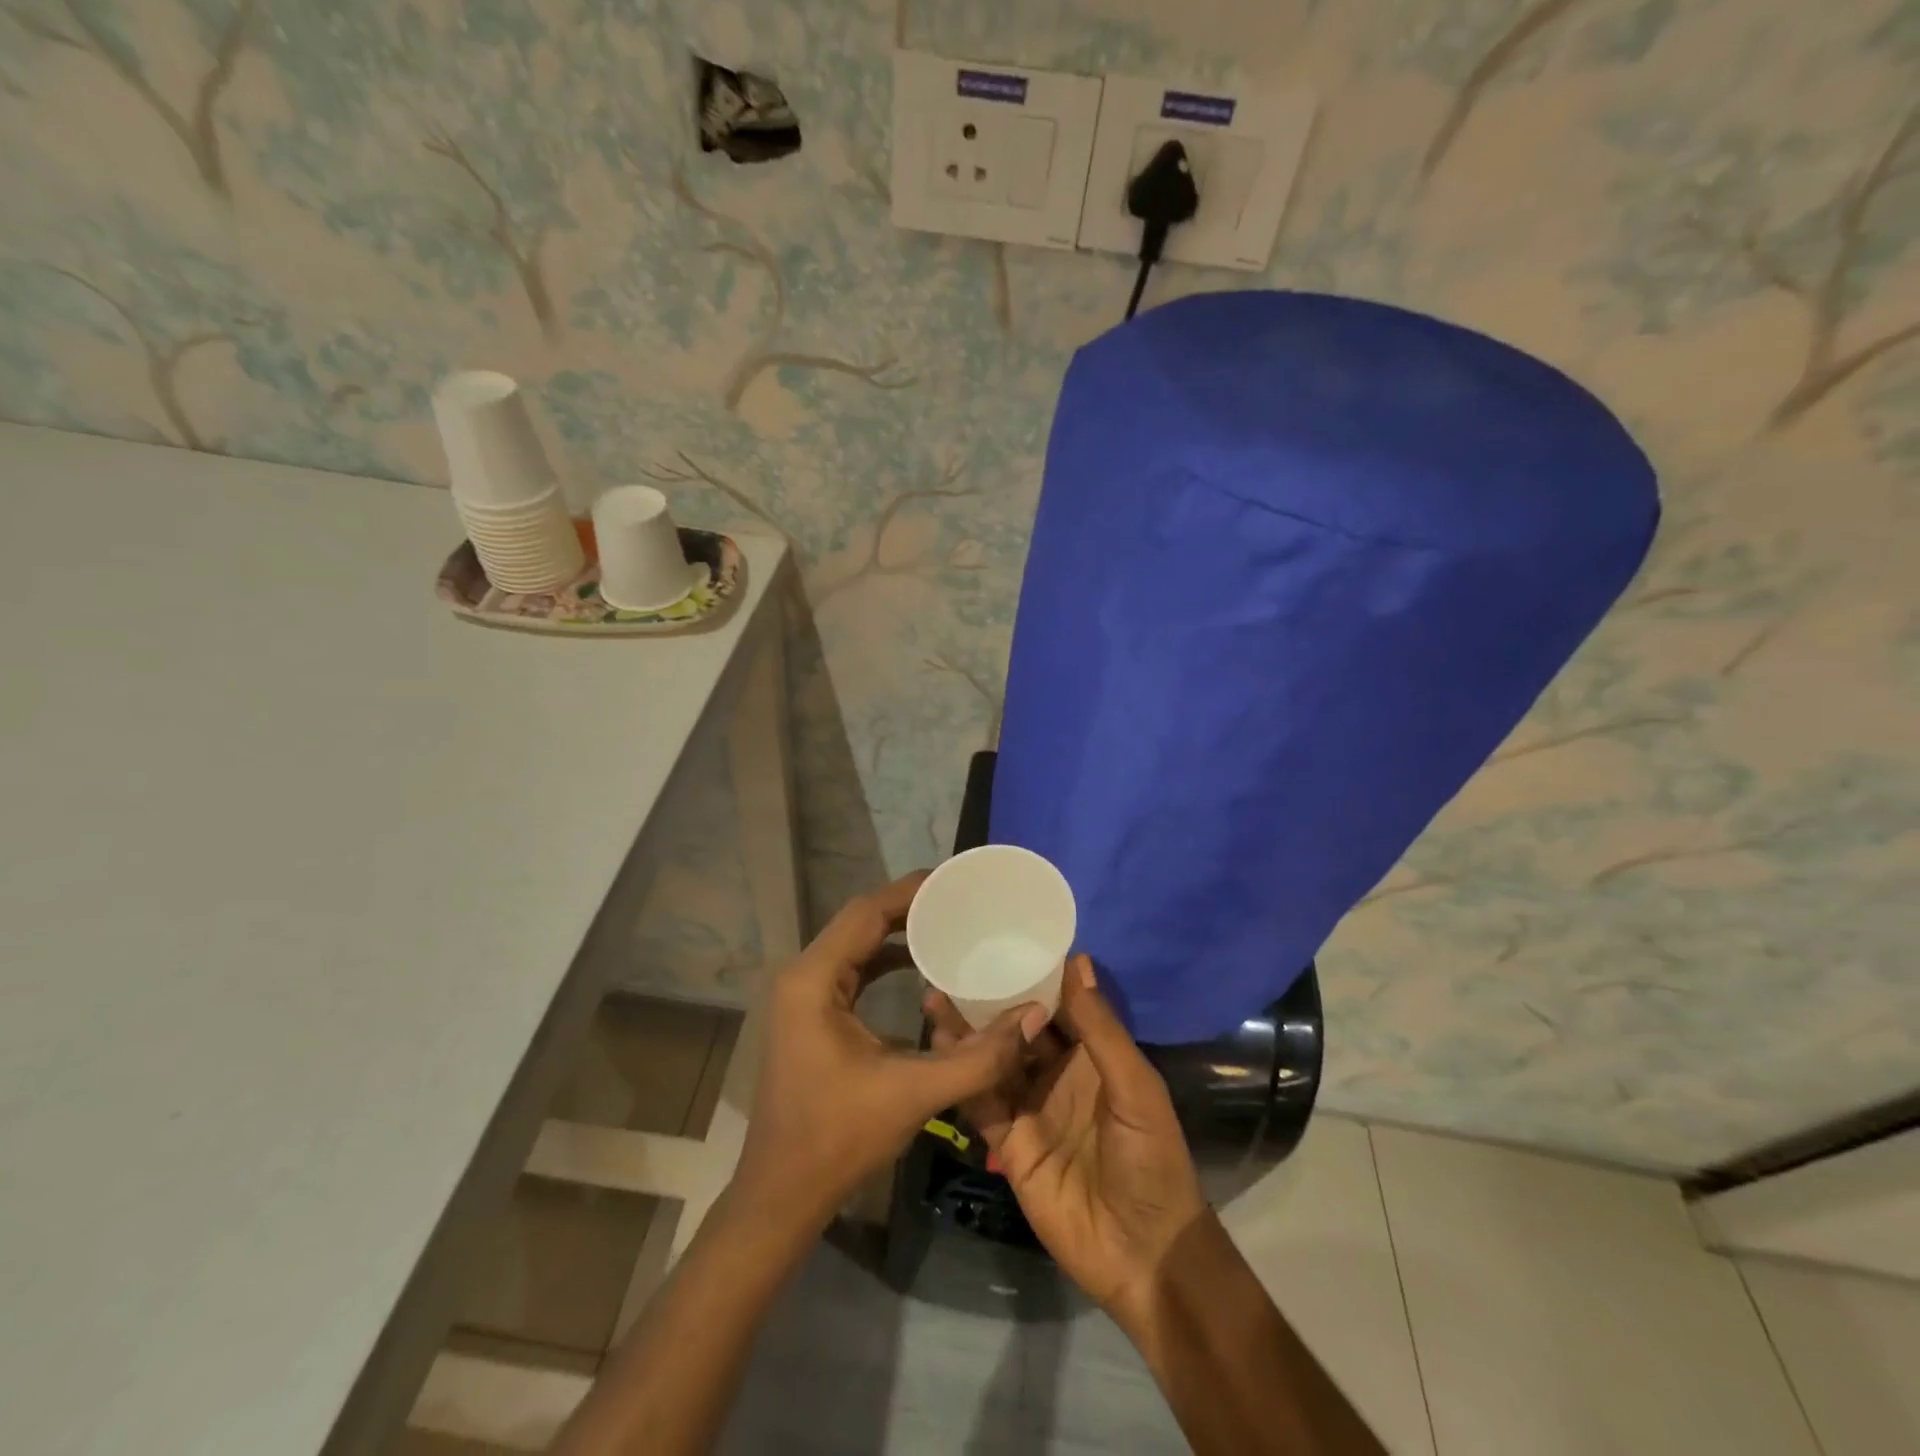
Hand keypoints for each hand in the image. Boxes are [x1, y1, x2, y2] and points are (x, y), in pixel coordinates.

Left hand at [731, 872, 1049, 1233]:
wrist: (781, 1196)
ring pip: (855, 944)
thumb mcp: (913, 1094)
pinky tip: (920, 969)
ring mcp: (802, 996)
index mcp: (814, 980)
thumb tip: (1032, 1017)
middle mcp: (802, 976)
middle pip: (860, 921)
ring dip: (897, 931)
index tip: (957, 882)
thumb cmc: (838, 1140)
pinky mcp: (810, 1015)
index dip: (912, 891)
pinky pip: (852, 970)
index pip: (866, 912)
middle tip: (961, 901)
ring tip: (948, 925)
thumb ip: (977, 1056)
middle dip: (909, 907)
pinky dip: (884, 959)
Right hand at [926, 954, 1207, 1322]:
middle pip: (1018, 1027)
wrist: (1142, 1254)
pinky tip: (938, 1046)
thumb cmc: (1151, 1159)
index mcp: (1092, 1054)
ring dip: (968, 1030)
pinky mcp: (1008, 1141)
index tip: (1002, 937)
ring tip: (935, 993)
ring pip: (993, 1058)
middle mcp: (1057, 1073)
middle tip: (955, 962)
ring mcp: (1030, 1106)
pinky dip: (962, 1075)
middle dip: (991, 997)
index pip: (1058, 1003)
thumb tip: (1077, 960)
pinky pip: (981, 1100)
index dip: (1034, 973)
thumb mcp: (1135, 1087)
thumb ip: (1101, 1028)